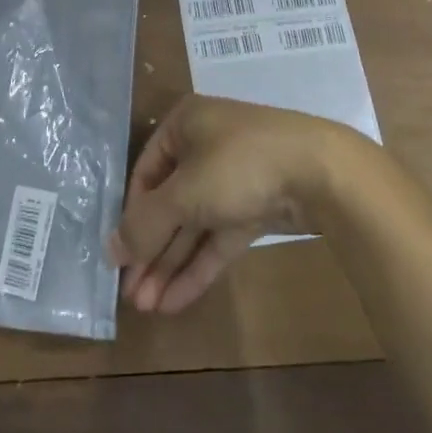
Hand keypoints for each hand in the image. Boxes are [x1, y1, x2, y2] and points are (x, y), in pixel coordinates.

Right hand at [110, 95, 368, 313]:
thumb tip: (111, 250)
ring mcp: (234, 177)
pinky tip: (175, 301)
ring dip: (170, 263)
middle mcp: (206, 145)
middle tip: (131, 295)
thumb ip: (146, 223)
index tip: (118, 258)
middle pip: (169, 203)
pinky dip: (199, 265)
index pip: (145, 173)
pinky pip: (219, 236)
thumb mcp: (185, 192)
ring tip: (147, 308)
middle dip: (151, 250)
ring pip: (194, 223)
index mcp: (184, 124)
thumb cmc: (238, 164)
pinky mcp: (256, 206)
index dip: (130, 216)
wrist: (321, 172)